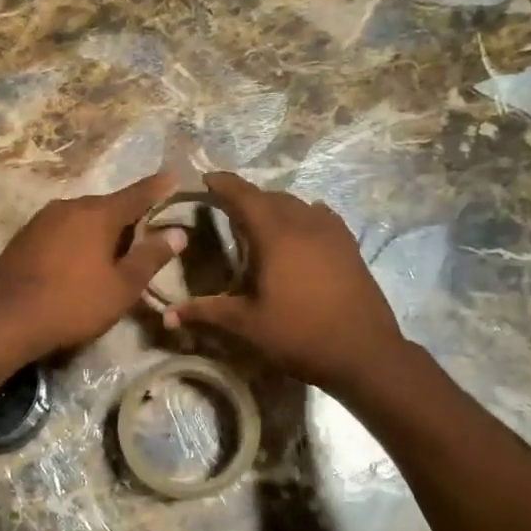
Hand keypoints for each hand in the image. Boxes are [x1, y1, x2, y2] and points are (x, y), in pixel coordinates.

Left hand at [0, 171, 185, 359]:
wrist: (5, 319)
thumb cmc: (74, 303)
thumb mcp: (122, 287)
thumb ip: (151, 257)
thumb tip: (178, 233)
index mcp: (98, 213)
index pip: (137, 194)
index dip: (159, 188)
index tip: (174, 178)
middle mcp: (69, 206)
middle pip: (108, 206)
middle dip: (128, 218)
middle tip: (145, 236)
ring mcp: (42, 219)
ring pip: (82, 218)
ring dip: (99, 231)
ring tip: (111, 254)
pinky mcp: (24, 236)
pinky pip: (61, 230)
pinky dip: (76, 239)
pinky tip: (77, 262)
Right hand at [163, 172, 405, 395]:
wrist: (364, 352)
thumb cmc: (299, 335)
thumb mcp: (247, 325)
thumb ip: (206, 312)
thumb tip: (166, 316)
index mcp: (275, 235)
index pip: (243, 195)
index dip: (223, 184)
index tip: (206, 178)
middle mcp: (304, 223)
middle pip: (270, 197)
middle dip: (246, 198)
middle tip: (226, 209)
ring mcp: (331, 232)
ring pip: (297, 204)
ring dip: (275, 207)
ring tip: (259, 222)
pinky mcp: (349, 245)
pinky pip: (320, 217)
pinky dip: (302, 217)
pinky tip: (300, 232)